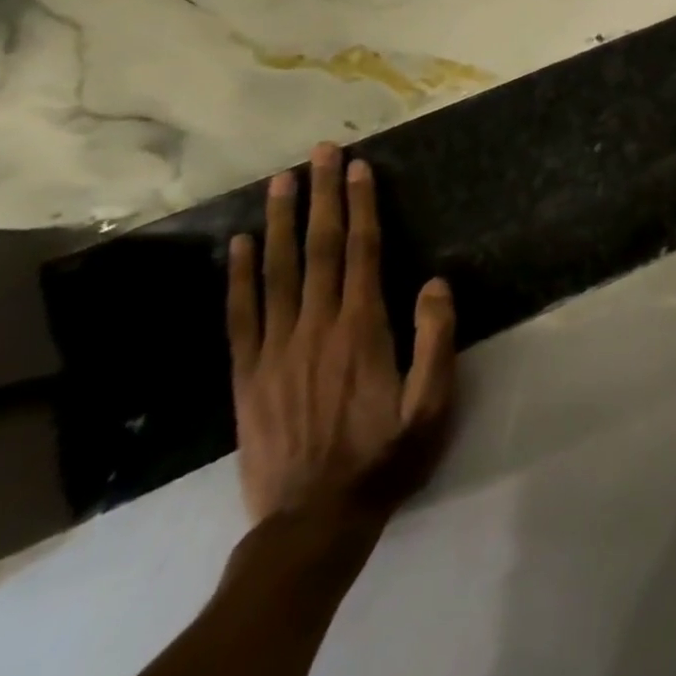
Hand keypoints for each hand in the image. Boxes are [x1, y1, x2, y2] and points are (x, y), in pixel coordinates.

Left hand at [226, 143, 456, 523]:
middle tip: (319, 151)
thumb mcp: (432, 405)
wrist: (312, 524)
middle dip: (321, 195)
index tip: (357, 166)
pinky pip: (240, 315)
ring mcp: (275, 349)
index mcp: (363, 329)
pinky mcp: (247, 375)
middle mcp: (315, 327)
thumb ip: (436, 339)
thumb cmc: (385, 458)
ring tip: (280, 179)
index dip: (360, 206)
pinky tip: (240, 243)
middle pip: (318, 249)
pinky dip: (239, 275)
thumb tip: (435, 281)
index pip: (361, 251)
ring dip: (281, 220)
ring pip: (276, 271)